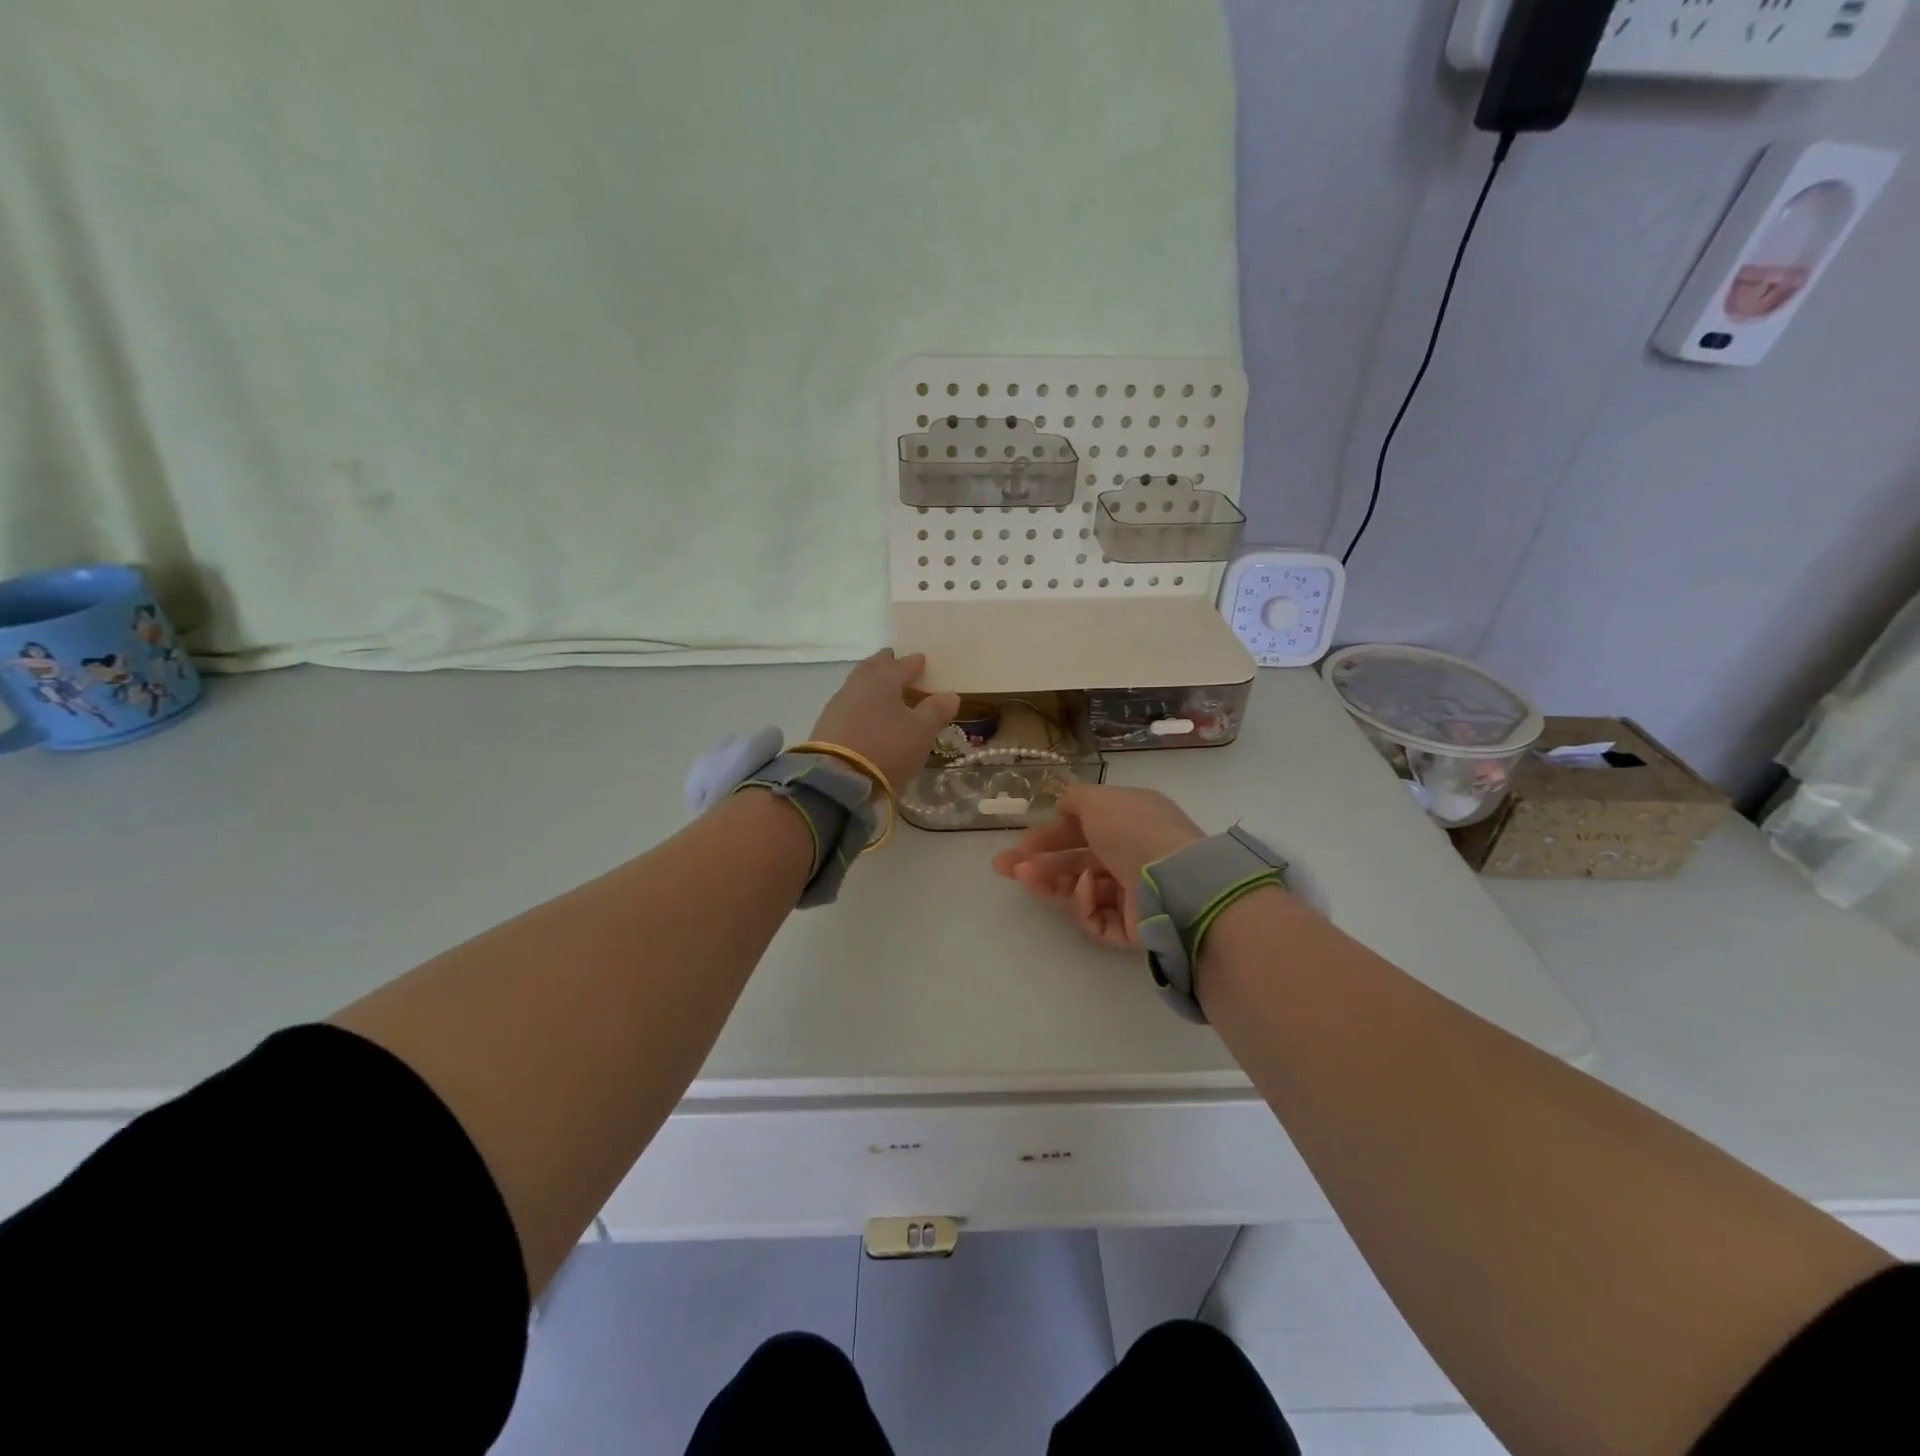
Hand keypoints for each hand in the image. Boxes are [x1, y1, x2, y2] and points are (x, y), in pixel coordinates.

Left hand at [809, 650, 959, 794]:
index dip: (914, 663)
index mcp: (884, 679)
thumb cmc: (887, 747)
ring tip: (879, 685)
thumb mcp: (921, 731)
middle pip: (873, 667)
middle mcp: (859, 684)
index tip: (921, 659)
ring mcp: (839, 703)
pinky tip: (862, 710)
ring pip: (857, 683)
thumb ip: (936, 711)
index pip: (903, 665)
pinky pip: (848, 703)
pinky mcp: (826, 724)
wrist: (838, 777)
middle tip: (893, 660)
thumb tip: (950, 695)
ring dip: (870, 681)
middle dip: (885, 663)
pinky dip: (859, 701)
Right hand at [992, 785, 1205, 949]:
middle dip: (1039, 862)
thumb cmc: (1135, 830)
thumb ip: (1075, 799)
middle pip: (1077, 861)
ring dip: (1051, 883)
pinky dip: (1084, 904)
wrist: (1176, 882)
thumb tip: (1061, 804)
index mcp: (1130, 822)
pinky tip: (1083, 889)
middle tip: (1005, 867)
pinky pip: (1097, 918)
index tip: (1019, 844)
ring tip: (1027, 878)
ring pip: (1082, 891)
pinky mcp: (1133, 929)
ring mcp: (1133, 894)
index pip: (1083, 829)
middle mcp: (1132, 856)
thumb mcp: (1100, 799)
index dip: (1050, 835)